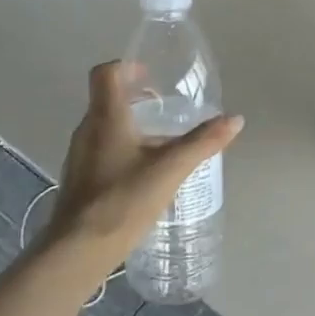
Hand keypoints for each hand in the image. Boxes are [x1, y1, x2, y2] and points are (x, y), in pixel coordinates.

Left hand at [45, 61, 242, 269]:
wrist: (79, 248)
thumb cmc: (123, 199)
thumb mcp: (170, 169)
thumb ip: (202, 142)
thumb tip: (235, 119)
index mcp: (105, 117)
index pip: (106, 73)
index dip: (127, 67)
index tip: (150, 76)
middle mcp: (87, 130)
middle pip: (107, 100)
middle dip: (136, 100)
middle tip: (165, 111)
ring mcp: (78, 155)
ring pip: (104, 128)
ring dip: (130, 127)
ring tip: (161, 145)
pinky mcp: (79, 179)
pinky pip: (101, 152)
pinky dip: (122, 151)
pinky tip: (143, 175)